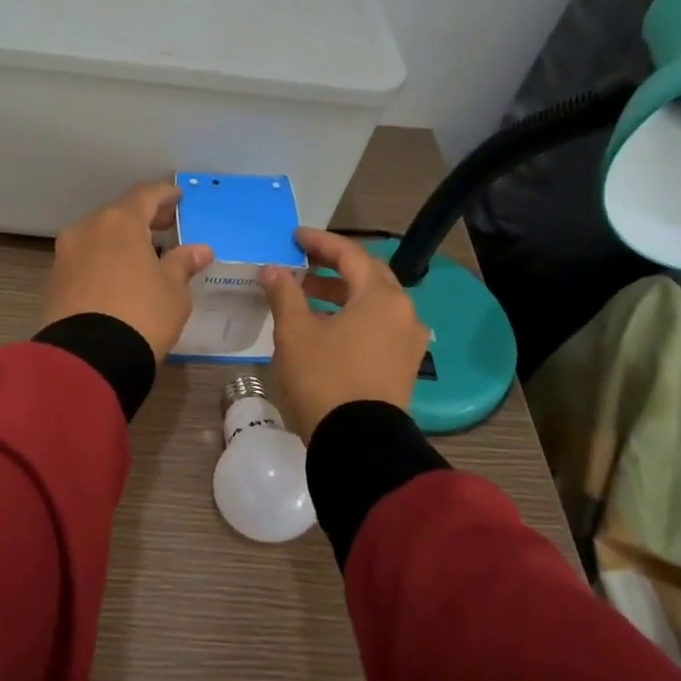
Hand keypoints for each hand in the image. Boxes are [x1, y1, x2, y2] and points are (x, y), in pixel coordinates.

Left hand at [41, 182, 214, 362]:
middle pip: (118, 214)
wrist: (88, 359)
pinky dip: (103, 260)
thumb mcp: (173, 291)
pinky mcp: (53, 281)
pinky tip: (118, 277)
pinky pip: (84, 260)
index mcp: (119, 222)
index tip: (177, 197)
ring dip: (120, 241)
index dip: (164, 194)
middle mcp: (87, 229)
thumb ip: (183, 264)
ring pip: (98, 237)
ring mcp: (65, 254)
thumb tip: (200, 250)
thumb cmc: (141, 315)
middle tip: (165, 226)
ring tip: (143, 256)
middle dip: (143, 219)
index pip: (145, 195)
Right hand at [260, 228, 428, 438]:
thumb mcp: (295, 332)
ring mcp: (407, 342)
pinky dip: (352, 318)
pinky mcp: (403, 366)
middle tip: (302, 263)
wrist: (358, 444)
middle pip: (367, 276)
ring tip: (305, 296)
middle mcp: (403, 313)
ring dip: (340, 294)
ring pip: (373, 304)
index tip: (295, 237)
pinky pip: (378, 328)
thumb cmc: (324, 378)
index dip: (320, 242)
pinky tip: (325, 327)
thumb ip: (285, 293)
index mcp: (381, 297)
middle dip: (333, 267)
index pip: (350, 255)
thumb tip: (273, 269)